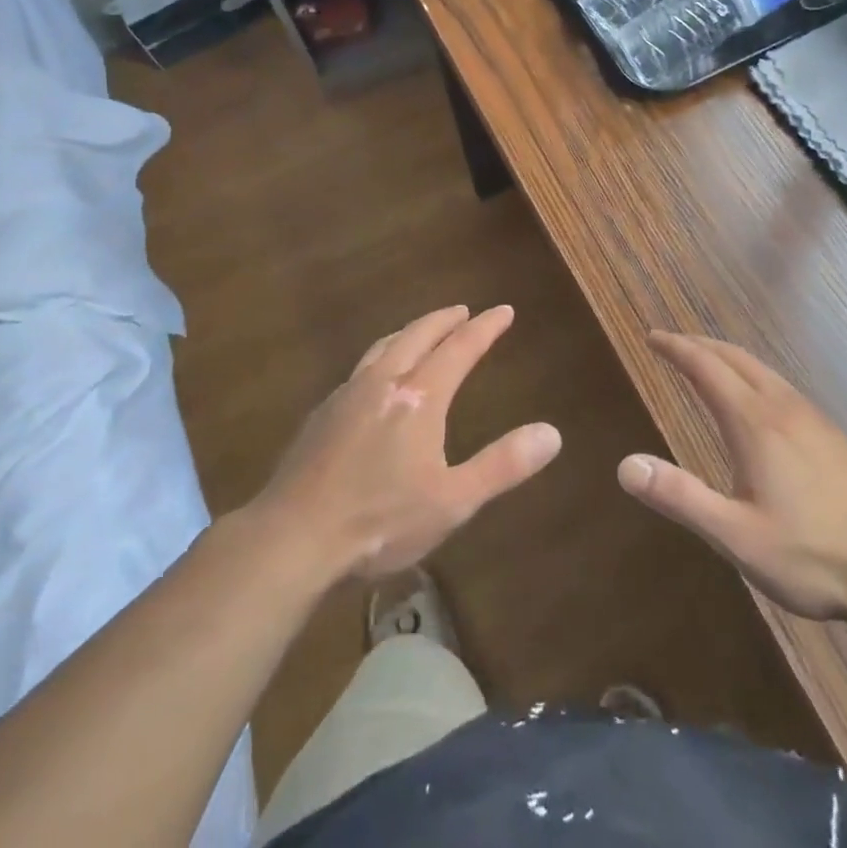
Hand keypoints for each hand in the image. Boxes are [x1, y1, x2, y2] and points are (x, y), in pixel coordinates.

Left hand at [254, 305, 560, 585]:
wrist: (293, 537)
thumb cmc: (380, 520)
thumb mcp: (453, 500)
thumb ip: (502, 465)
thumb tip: (552, 433)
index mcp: (419, 397)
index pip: (460, 348)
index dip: (485, 328)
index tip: (504, 310)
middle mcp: (384, 382)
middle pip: (418, 336)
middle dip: (444, 320)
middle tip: (463, 311)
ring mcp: (348, 394)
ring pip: (384, 347)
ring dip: (409, 332)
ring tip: (421, 332)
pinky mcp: (322, 414)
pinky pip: (360, 368)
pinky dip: (381, 357)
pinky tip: (376, 378)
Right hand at [618, 332, 846, 624]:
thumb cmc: (811, 556)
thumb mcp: (736, 536)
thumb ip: (680, 497)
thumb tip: (625, 465)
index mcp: (754, 422)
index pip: (706, 367)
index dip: (676, 348)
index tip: (652, 337)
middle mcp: (782, 406)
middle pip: (734, 357)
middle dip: (698, 344)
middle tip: (670, 343)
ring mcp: (812, 417)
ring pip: (761, 368)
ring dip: (726, 356)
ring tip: (705, 362)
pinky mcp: (832, 433)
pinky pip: (780, 384)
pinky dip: (751, 373)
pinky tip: (756, 399)